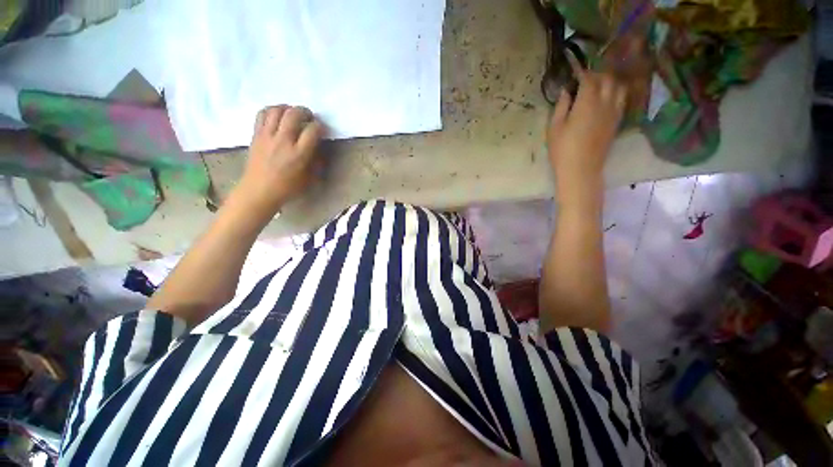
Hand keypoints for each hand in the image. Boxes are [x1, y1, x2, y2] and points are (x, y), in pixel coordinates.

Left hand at [237, 105, 325, 216]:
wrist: (259, 190)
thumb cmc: (288, 188)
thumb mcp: (309, 178)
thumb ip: (316, 161)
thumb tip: (318, 148)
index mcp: (299, 154)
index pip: (312, 130)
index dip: (320, 126)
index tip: (321, 129)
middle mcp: (283, 141)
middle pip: (294, 114)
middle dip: (304, 112)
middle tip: (309, 117)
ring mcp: (267, 136)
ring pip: (277, 110)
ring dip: (287, 108)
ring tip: (292, 114)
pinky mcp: (256, 135)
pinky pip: (262, 114)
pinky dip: (271, 110)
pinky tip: (277, 116)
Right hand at [547, 64, 625, 209]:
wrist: (581, 169)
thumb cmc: (563, 150)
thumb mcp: (554, 128)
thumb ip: (561, 107)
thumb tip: (565, 92)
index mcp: (587, 102)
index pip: (588, 79)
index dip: (582, 72)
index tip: (574, 69)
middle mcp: (604, 102)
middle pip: (607, 79)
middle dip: (597, 74)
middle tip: (585, 78)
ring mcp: (613, 112)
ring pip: (618, 88)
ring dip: (609, 82)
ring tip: (598, 86)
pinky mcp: (616, 122)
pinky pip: (621, 100)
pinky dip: (615, 94)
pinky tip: (607, 99)